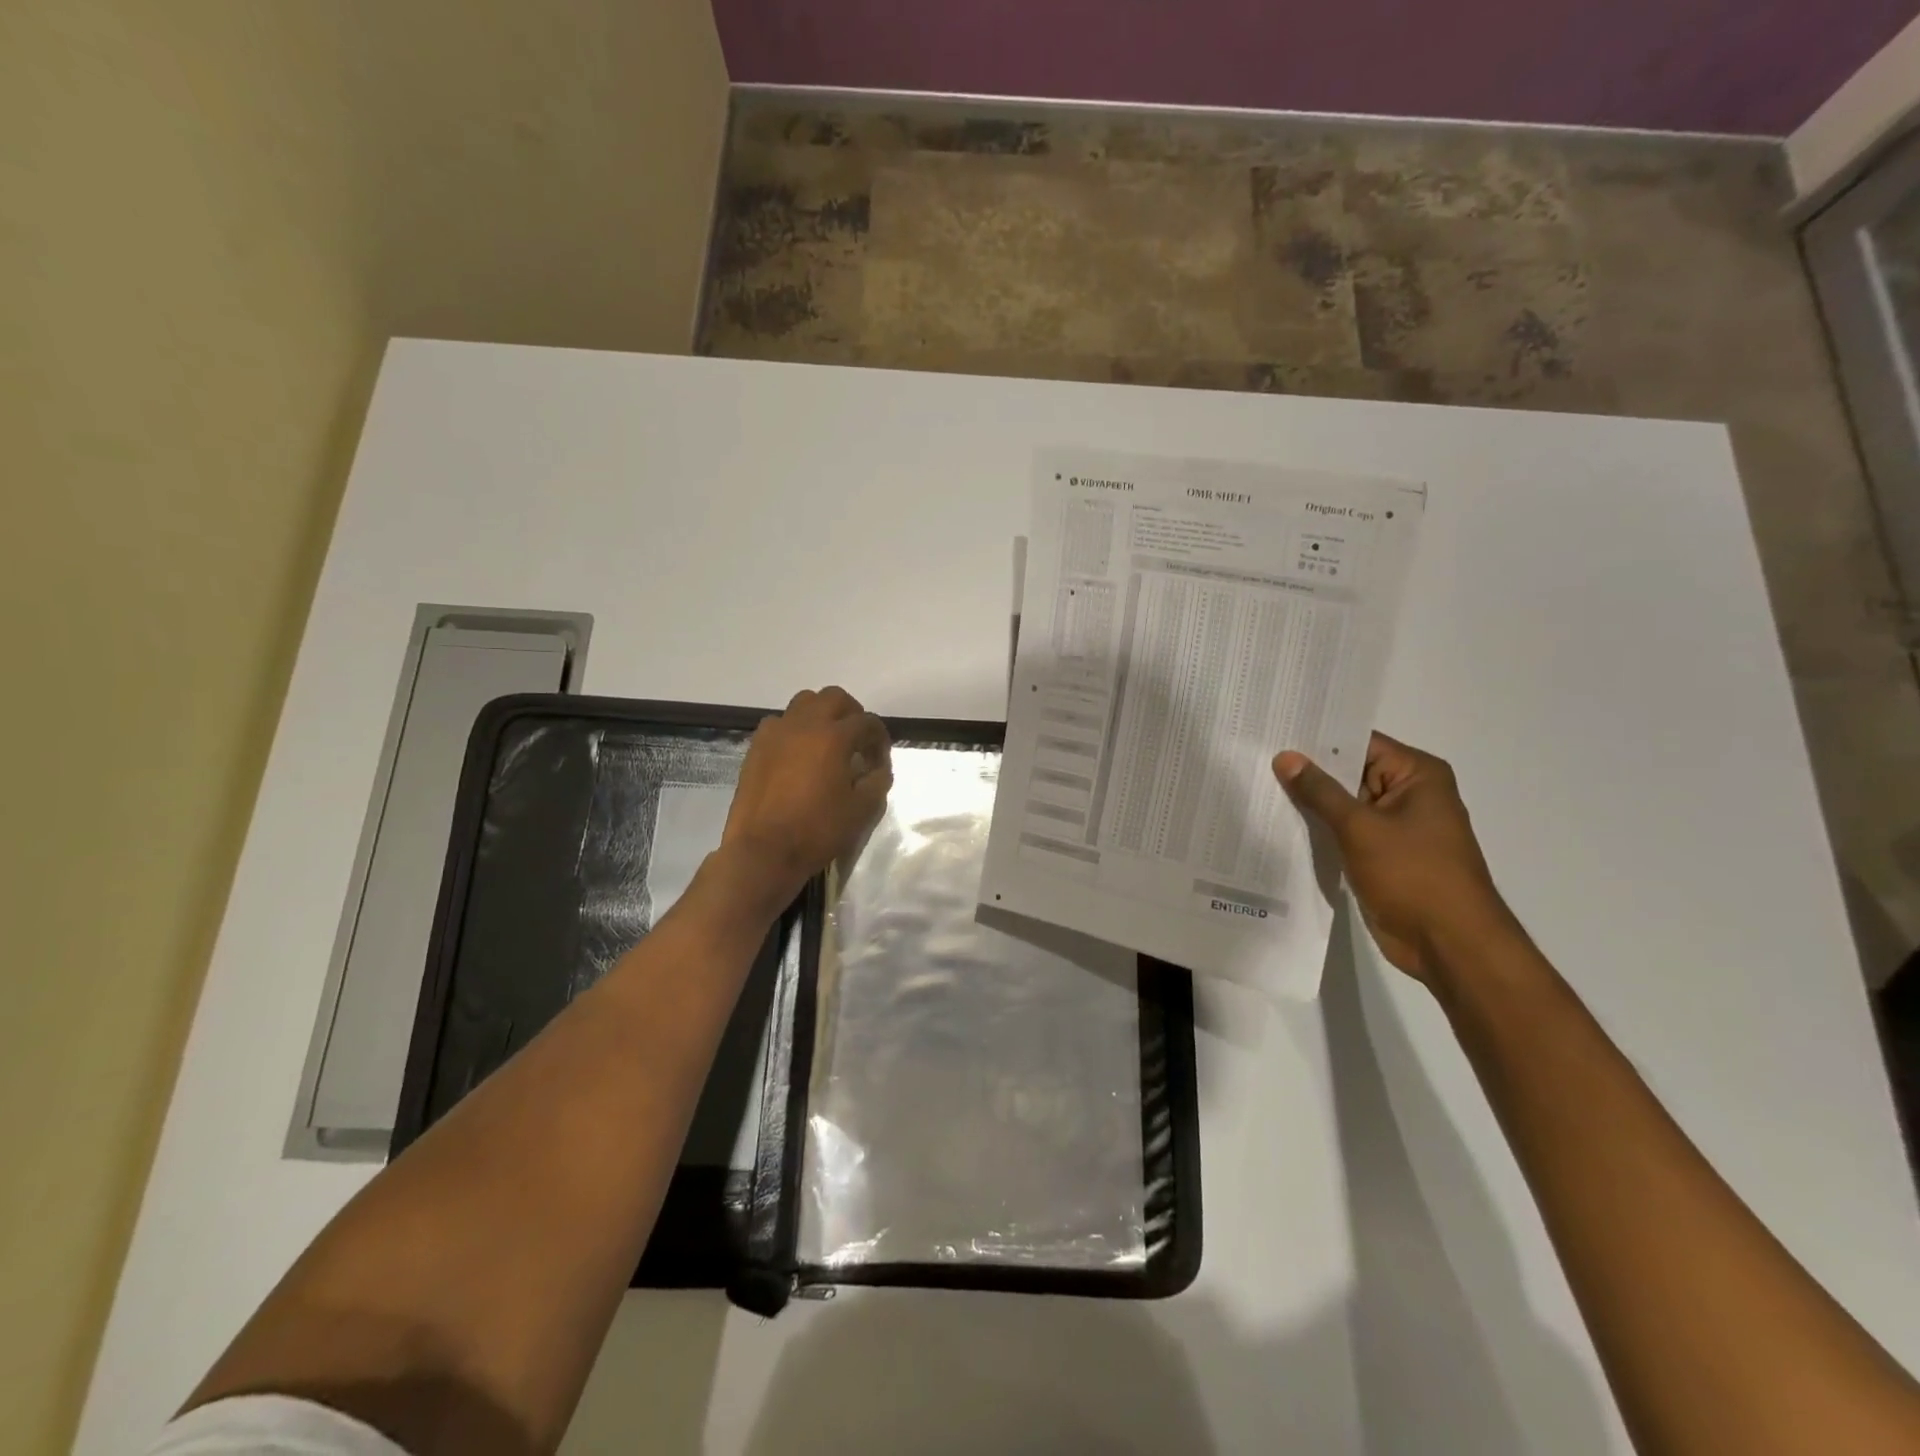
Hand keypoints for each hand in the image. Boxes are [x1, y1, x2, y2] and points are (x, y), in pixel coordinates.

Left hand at [720, 686, 891, 909]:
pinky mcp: (756, 747)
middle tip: (857, 741)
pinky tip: (798, 756)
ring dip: (821, 716)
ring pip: (803, 703)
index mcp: (834, 737)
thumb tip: (879, 768)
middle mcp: (804, 724)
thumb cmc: (817, 831)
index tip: (880, 760)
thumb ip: (877, 782)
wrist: (763, 851)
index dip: (880, 739)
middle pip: (833, 698)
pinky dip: (794, 730)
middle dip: (852, 714)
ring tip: (827, 743)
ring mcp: (776, 733)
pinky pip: (779, 724)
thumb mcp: (861, 810)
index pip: (867, 722)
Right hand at [1273, 733, 1516, 985]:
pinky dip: (1318, 827)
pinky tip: (1278, 821)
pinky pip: (1344, 831)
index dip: (1319, 737)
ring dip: (1310, 801)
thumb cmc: (1413, 875)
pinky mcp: (1381, 854)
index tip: (1277, 729)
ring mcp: (1394, 826)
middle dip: (1308, 769)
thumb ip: (1320, 791)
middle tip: (1258, 755)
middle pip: (1350, 771)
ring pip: (1343, 803)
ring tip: (1258, 784)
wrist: (1448, 944)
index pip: (1360, 742)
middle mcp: (1408, 794)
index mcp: (1417, 775)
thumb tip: (1286, 757)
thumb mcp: (1360, 827)